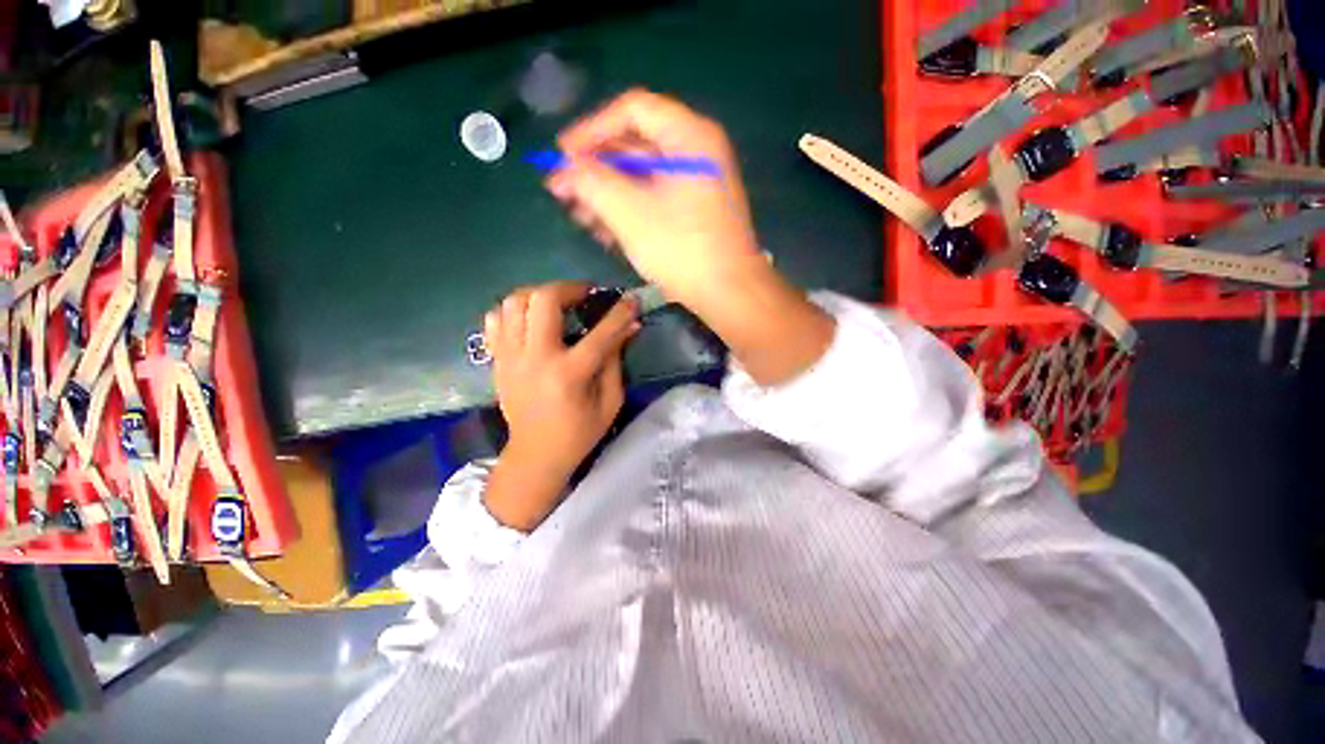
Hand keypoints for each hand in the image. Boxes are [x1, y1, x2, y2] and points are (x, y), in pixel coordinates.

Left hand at [481, 282, 638, 530]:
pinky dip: (513, 311)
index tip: (631, 298)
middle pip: (543, 300)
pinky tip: (530, 321)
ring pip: (513, 303)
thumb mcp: (610, 402)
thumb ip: (616, 361)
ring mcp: (510, 357)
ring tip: (557, 304)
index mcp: (569, 374)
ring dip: (539, 295)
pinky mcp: (497, 361)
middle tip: (585, 296)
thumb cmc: (579, 433)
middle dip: (569, 289)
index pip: (600, 333)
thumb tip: (629, 326)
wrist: (535, 456)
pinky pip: (495, 320)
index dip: (620, 312)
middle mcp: (535, 359)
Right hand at [546, 89, 768, 310]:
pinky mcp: (697, 213)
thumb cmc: (681, 248)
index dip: (591, 128)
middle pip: (636, 146)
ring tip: (579, 217)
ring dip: (609, 194)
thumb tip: (564, 170)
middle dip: (596, 169)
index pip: (632, 110)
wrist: (729, 293)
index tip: (562, 154)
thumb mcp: (629, 212)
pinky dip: (630, 211)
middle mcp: (697, 152)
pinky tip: (606, 231)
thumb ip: (590, 181)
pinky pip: (657, 200)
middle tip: (565, 191)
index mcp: (689, 136)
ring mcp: (699, 185)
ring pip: (644, 178)